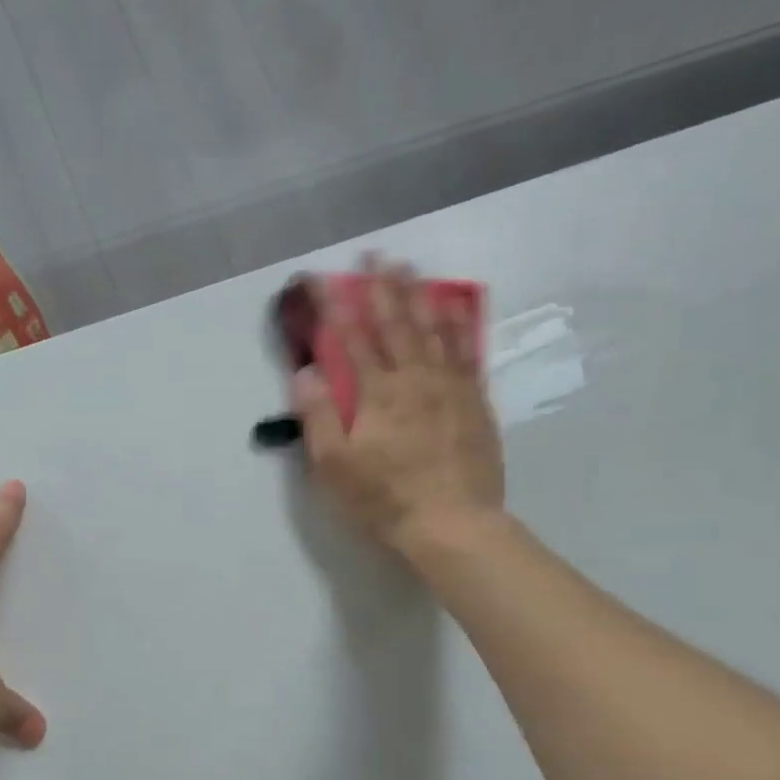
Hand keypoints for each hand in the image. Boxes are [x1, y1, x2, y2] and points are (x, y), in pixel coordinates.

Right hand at [293, 260, 506, 557]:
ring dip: (419, 295)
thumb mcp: (334, 466)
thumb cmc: (384, 499)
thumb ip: (318, 416)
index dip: (331, 306)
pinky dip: (458, 324)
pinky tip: (454, 309)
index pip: (349, 338)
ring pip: (434, 329)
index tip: (317, 280)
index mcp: (377, 393)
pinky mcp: (474, 402)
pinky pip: (466, 351)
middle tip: (374, 255)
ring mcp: (450, 387)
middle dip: (381, 287)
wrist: (452, 524)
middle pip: (396, 323)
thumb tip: (305, 372)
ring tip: (411, 269)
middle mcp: (415, 378)